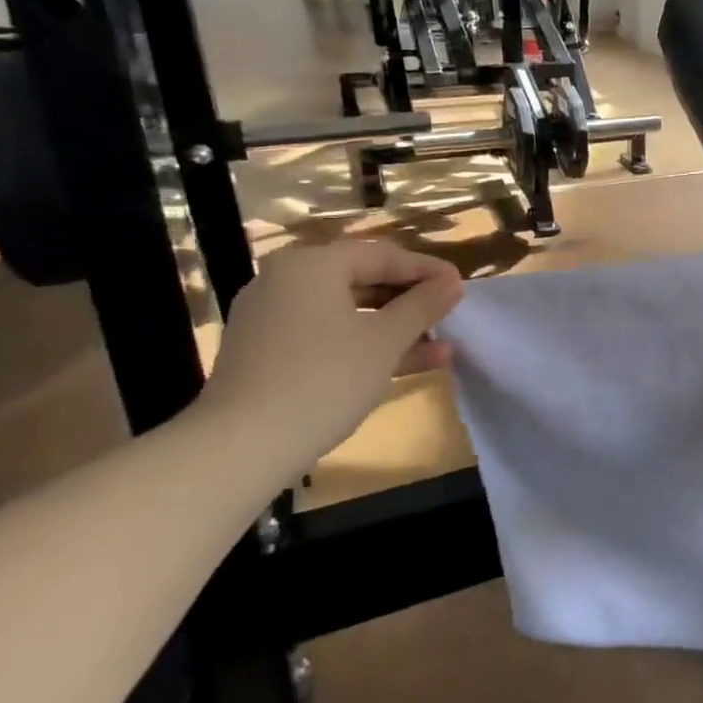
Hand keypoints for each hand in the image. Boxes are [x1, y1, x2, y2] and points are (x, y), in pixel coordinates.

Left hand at [198, 240, 462, 462]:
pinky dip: (362, 344)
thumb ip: (422, 306)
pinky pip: (326, 334)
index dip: (427, 271)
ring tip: (440, 348)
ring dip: (394, 328)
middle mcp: (286, 280)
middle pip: (362, 280)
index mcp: (311, 265)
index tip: (461, 288)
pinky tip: (401, 364)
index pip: (383, 255)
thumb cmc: (323, 381)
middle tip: (449, 316)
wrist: (241, 447)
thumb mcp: (384, 341)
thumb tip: (453, 282)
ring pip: (347, 311)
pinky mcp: (268, 351)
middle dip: (411, 302)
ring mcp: (272, 317)